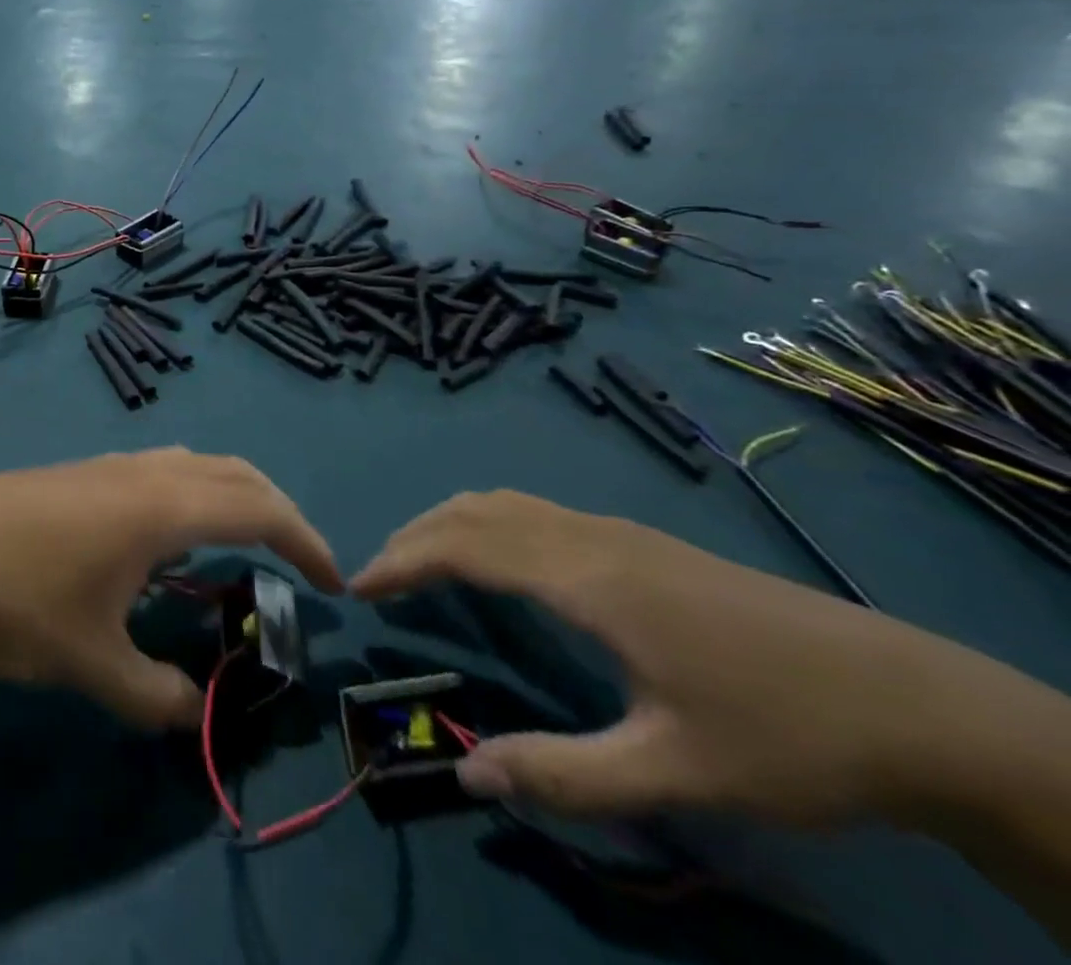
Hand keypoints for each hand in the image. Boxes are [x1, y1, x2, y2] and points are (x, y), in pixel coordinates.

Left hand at [0, 450, 339, 728]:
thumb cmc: (11, 601)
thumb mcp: (89, 663)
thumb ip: (153, 695)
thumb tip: (190, 711)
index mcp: (161, 506)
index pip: (259, 508)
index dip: (305, 540)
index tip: (332, 582)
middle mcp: (141, 472)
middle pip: (232, 472)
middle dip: (276, 510)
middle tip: (295, 561)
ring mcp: (103, 467)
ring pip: (190, 465)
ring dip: (227, 496)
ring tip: (236, 549)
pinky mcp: (73, 476)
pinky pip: (153, 474)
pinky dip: (184, 497)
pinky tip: (161, 546)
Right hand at [351, 491, 1024, 827]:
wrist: (916, 702)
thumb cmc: (786, 736)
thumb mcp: (675, 773)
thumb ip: (565, 774)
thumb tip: (469, 775)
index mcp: (585, 577)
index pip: (463, 546)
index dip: (403, 560)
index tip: (359, 586)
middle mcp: (589, 536)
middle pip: (475, 511)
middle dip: (415, 536)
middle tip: (378, 578)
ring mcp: (617, 531)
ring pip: (505, 502)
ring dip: (450, 523)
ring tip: (420, 564)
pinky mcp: (639, 541)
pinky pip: (535, 512)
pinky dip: (488, 523)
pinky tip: (498, 563)